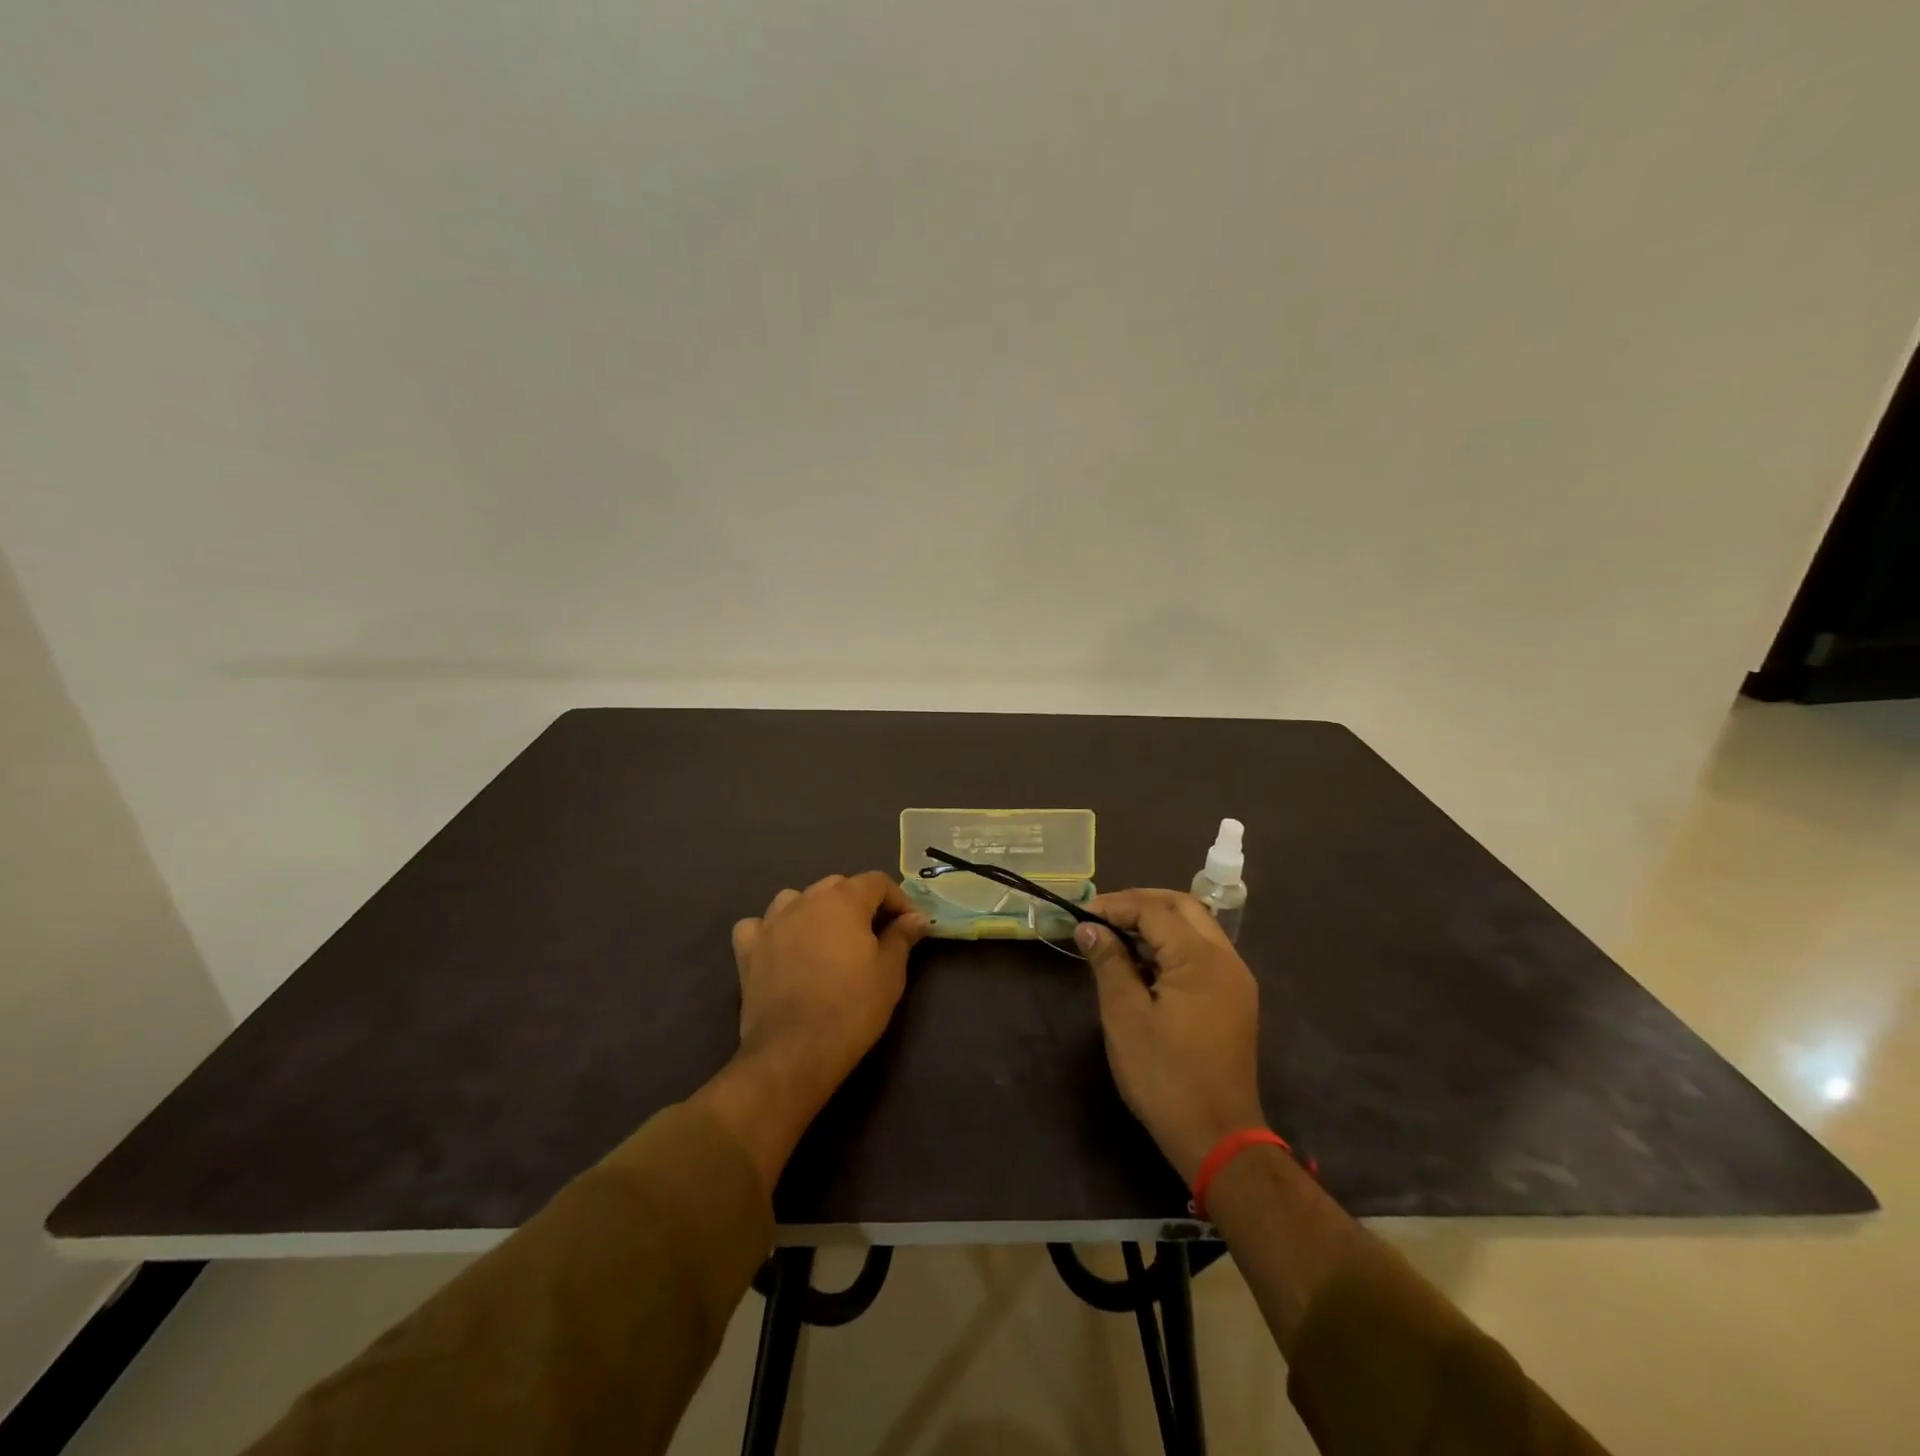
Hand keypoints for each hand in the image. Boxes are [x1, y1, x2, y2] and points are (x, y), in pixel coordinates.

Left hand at [694, 872, 928, 1192]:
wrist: (796, 1051)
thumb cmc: (852, 1007)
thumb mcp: (890, 972)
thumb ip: (902, 937)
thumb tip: (916, 918)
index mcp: (843, 899)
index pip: (877, 882)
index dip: (898, 899)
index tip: (909, 925)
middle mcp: (805, 899)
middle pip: (837, 886)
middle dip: (859, 903)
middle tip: (874, 934)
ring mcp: (772, 922)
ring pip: (796, 899)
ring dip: (814, 911)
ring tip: (827, 937)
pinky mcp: (748, 949)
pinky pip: (758, 926)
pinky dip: (771, 931)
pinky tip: (781, 948)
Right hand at [1076, 890, 1265, 1184]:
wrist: (1218, 1138)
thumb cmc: (1165, 1076)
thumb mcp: (1125, 1016)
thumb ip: (1109, 962)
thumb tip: (1089, 928)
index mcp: (1200, 959)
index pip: (1153, 910)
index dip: (1115, 906)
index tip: (1081, 915)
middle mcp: (1226, 959)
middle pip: (1182, 906)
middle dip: (1140, 903)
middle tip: (1102, 916)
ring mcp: (1235, 979)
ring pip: (1196, 927)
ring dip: (1158, 922)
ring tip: (1117, 937)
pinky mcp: (1235, 998)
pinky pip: (1203, 952)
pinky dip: (1173, 945)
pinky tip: (1145, 964)